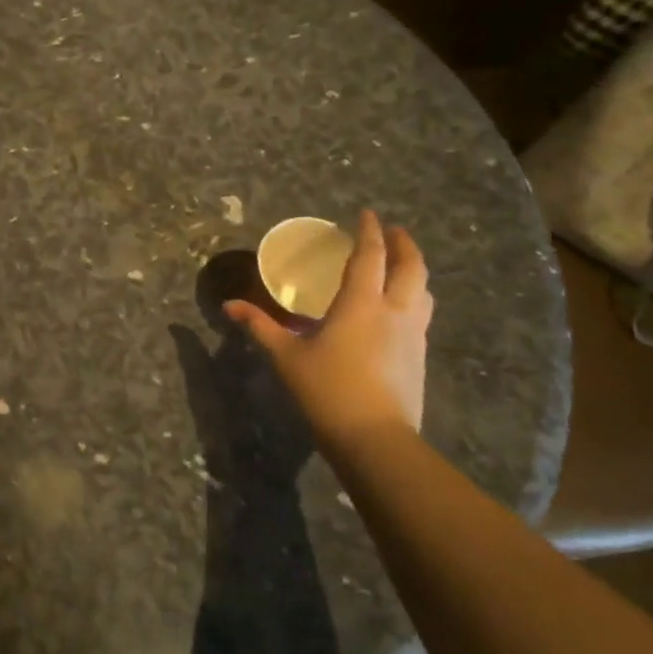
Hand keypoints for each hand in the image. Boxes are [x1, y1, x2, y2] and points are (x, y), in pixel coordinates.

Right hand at [224, 210, 432, 446]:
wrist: (375, 439)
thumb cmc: (326, 390)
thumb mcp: (286, 356)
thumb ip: (260, 326)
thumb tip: (229, 306)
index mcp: (360, 303)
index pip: (370, 256)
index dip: (370, 232)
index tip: (367, 214)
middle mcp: (394, 311)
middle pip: (411, 267)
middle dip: (404, 245)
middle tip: (395, 232)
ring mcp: (413, 335)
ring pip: (423, 291)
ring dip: (414, 271)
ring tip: (401, 267)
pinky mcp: (420, 357)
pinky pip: (422, 314)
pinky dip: (414, 298)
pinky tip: (400, 310)